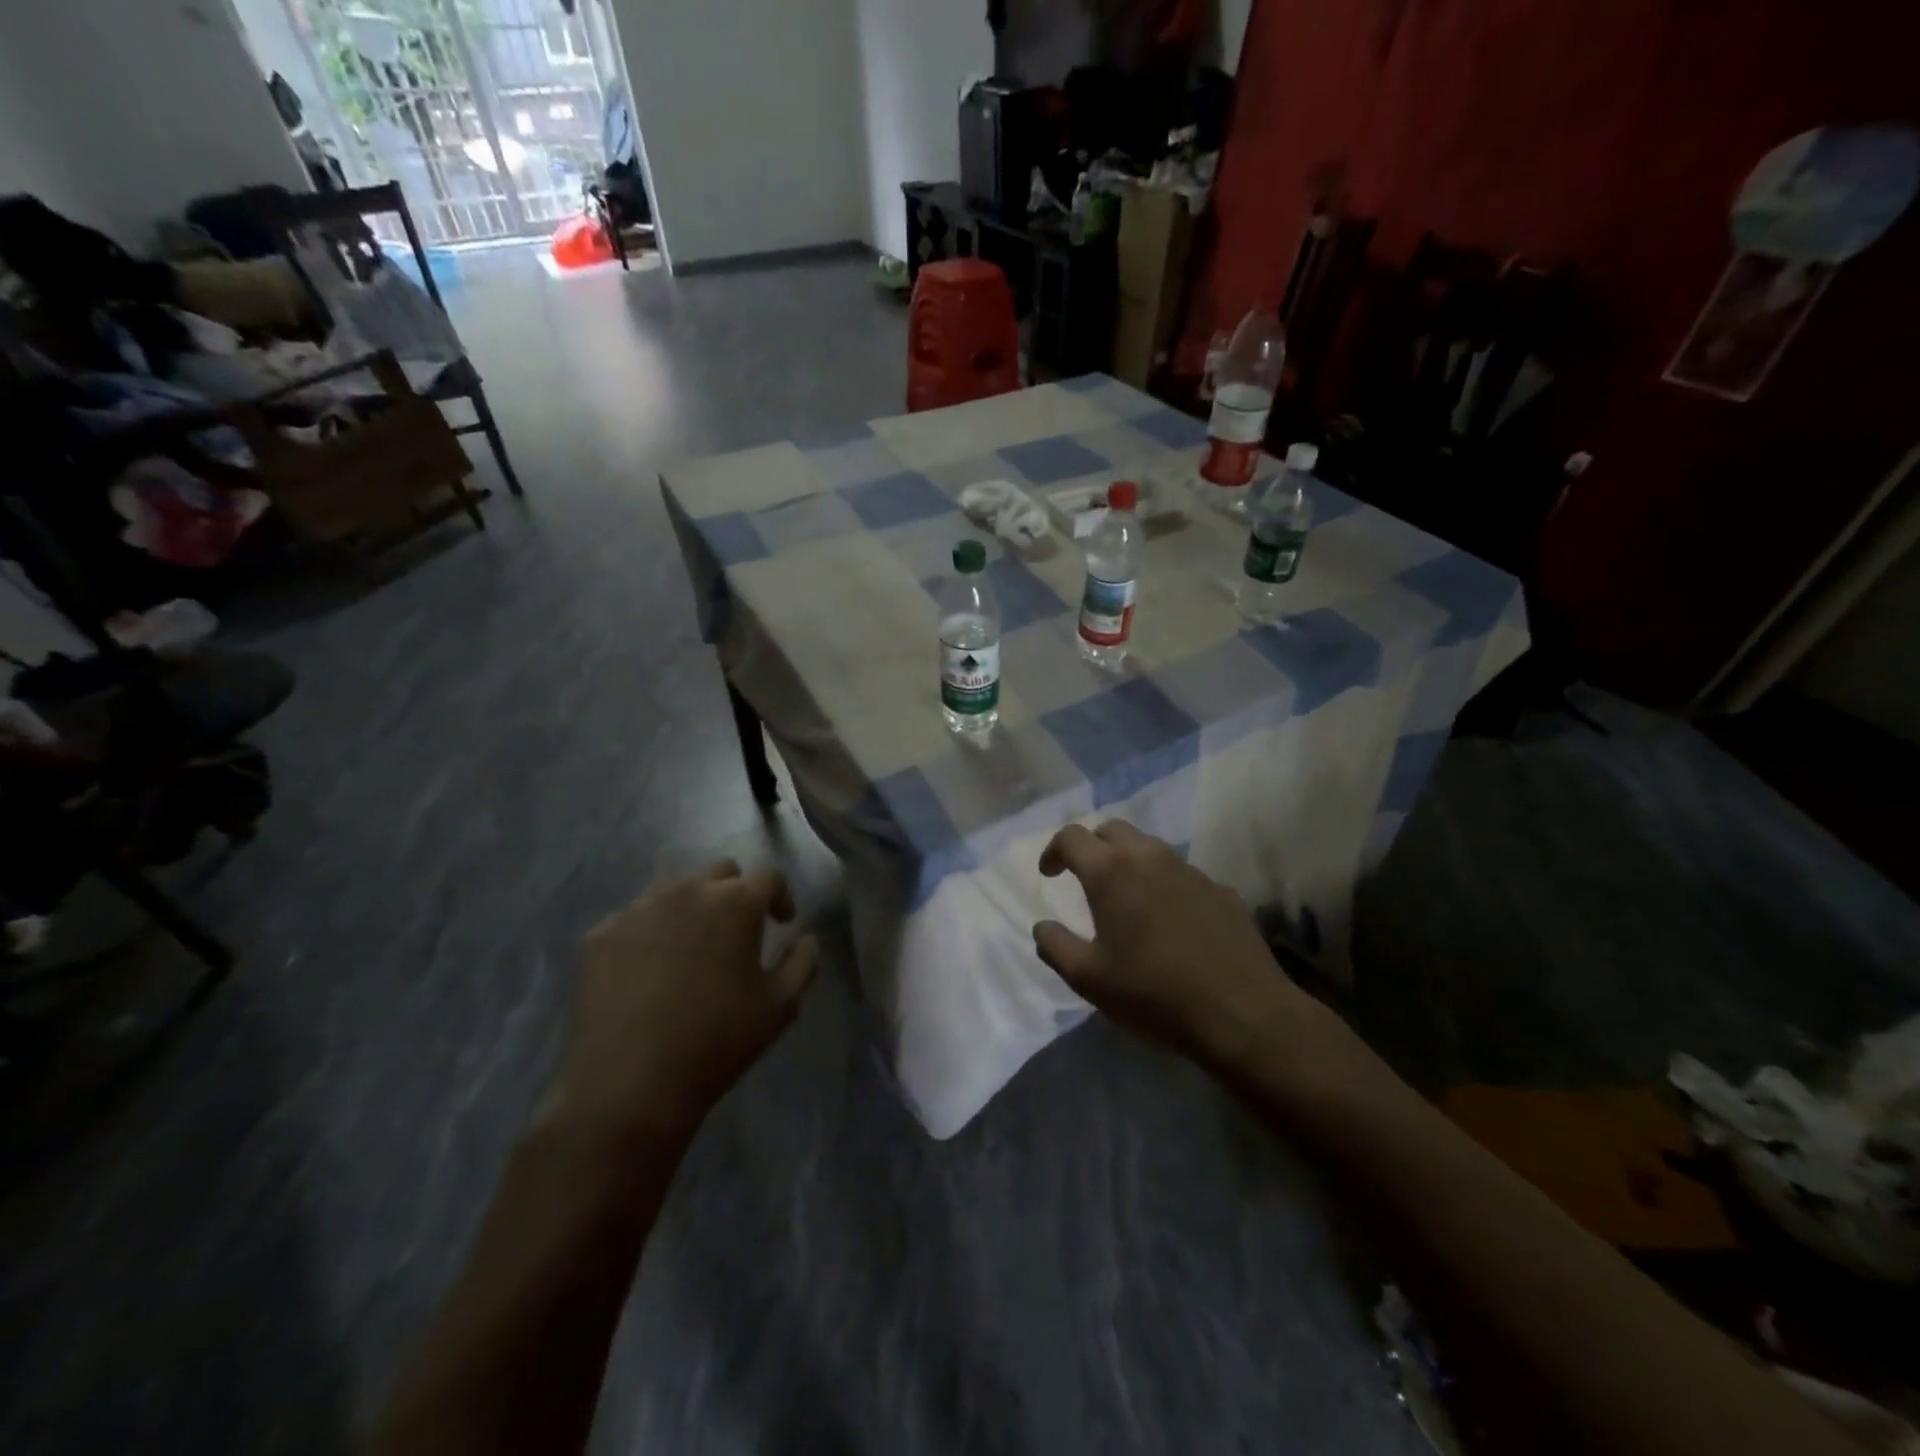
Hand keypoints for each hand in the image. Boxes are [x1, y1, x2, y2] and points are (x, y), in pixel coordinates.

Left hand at [551, 861, 818, 1143]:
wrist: (630, 1084)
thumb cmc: (718, 1041)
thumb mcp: (781, 1006)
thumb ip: (803, 962)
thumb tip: (807, 938)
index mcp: (735, 902)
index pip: (768, 876)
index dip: (780, 896)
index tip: (781, 922)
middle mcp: (687, 891)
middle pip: (720, 872)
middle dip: (735, 893)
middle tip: (736, 931)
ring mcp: (638, 909)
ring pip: (674, 889)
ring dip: (691, 907)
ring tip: (690, 947)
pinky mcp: (601, 935)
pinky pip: (634, 919)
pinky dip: (649, 933)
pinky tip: (649, 971)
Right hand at [1033, 822, 1314, 1069]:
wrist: (1242, 1014)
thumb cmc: (1153, 994)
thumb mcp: (1088, 979)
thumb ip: (1055, 946)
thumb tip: (1042, 927)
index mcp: (1111, 872)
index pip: (1072, 837)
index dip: (1054, 850)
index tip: (1048, 874)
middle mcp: (1150, 858)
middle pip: (1112, 830)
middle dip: (1091, 846)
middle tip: (1083, 877)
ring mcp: (1191, 871)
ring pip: (1150, 848)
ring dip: (1128, 861)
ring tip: (1125, 898)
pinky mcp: (1221, 891)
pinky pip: (1182, 874)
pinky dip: (1163, 884)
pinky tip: (1168, 921)